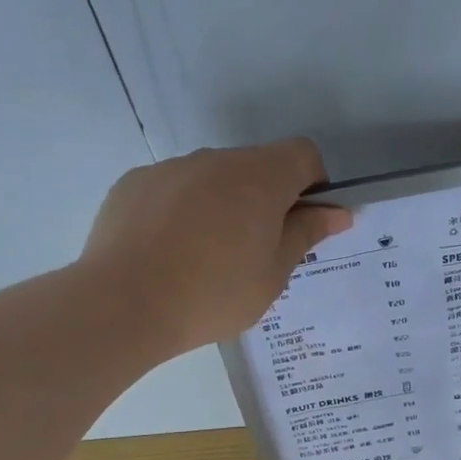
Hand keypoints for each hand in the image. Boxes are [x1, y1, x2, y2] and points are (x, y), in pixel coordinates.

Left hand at [80, 140, 351, 356]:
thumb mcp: (273, 274)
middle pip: (257, 166)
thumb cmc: (214, 294)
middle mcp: (217, 160)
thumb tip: (337, 212)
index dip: (313, 185)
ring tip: (206, 256)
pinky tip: (169, 252)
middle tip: (257, 251)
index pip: (303, 155)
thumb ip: (306, 234)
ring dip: (224, 203)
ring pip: (213, 177)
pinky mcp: (134, 183)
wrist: (123, 304)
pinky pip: (174, 188)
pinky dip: (183, 210)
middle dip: (267, 198)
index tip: (302, 223)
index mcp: (260, 178)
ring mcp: (171, 168)